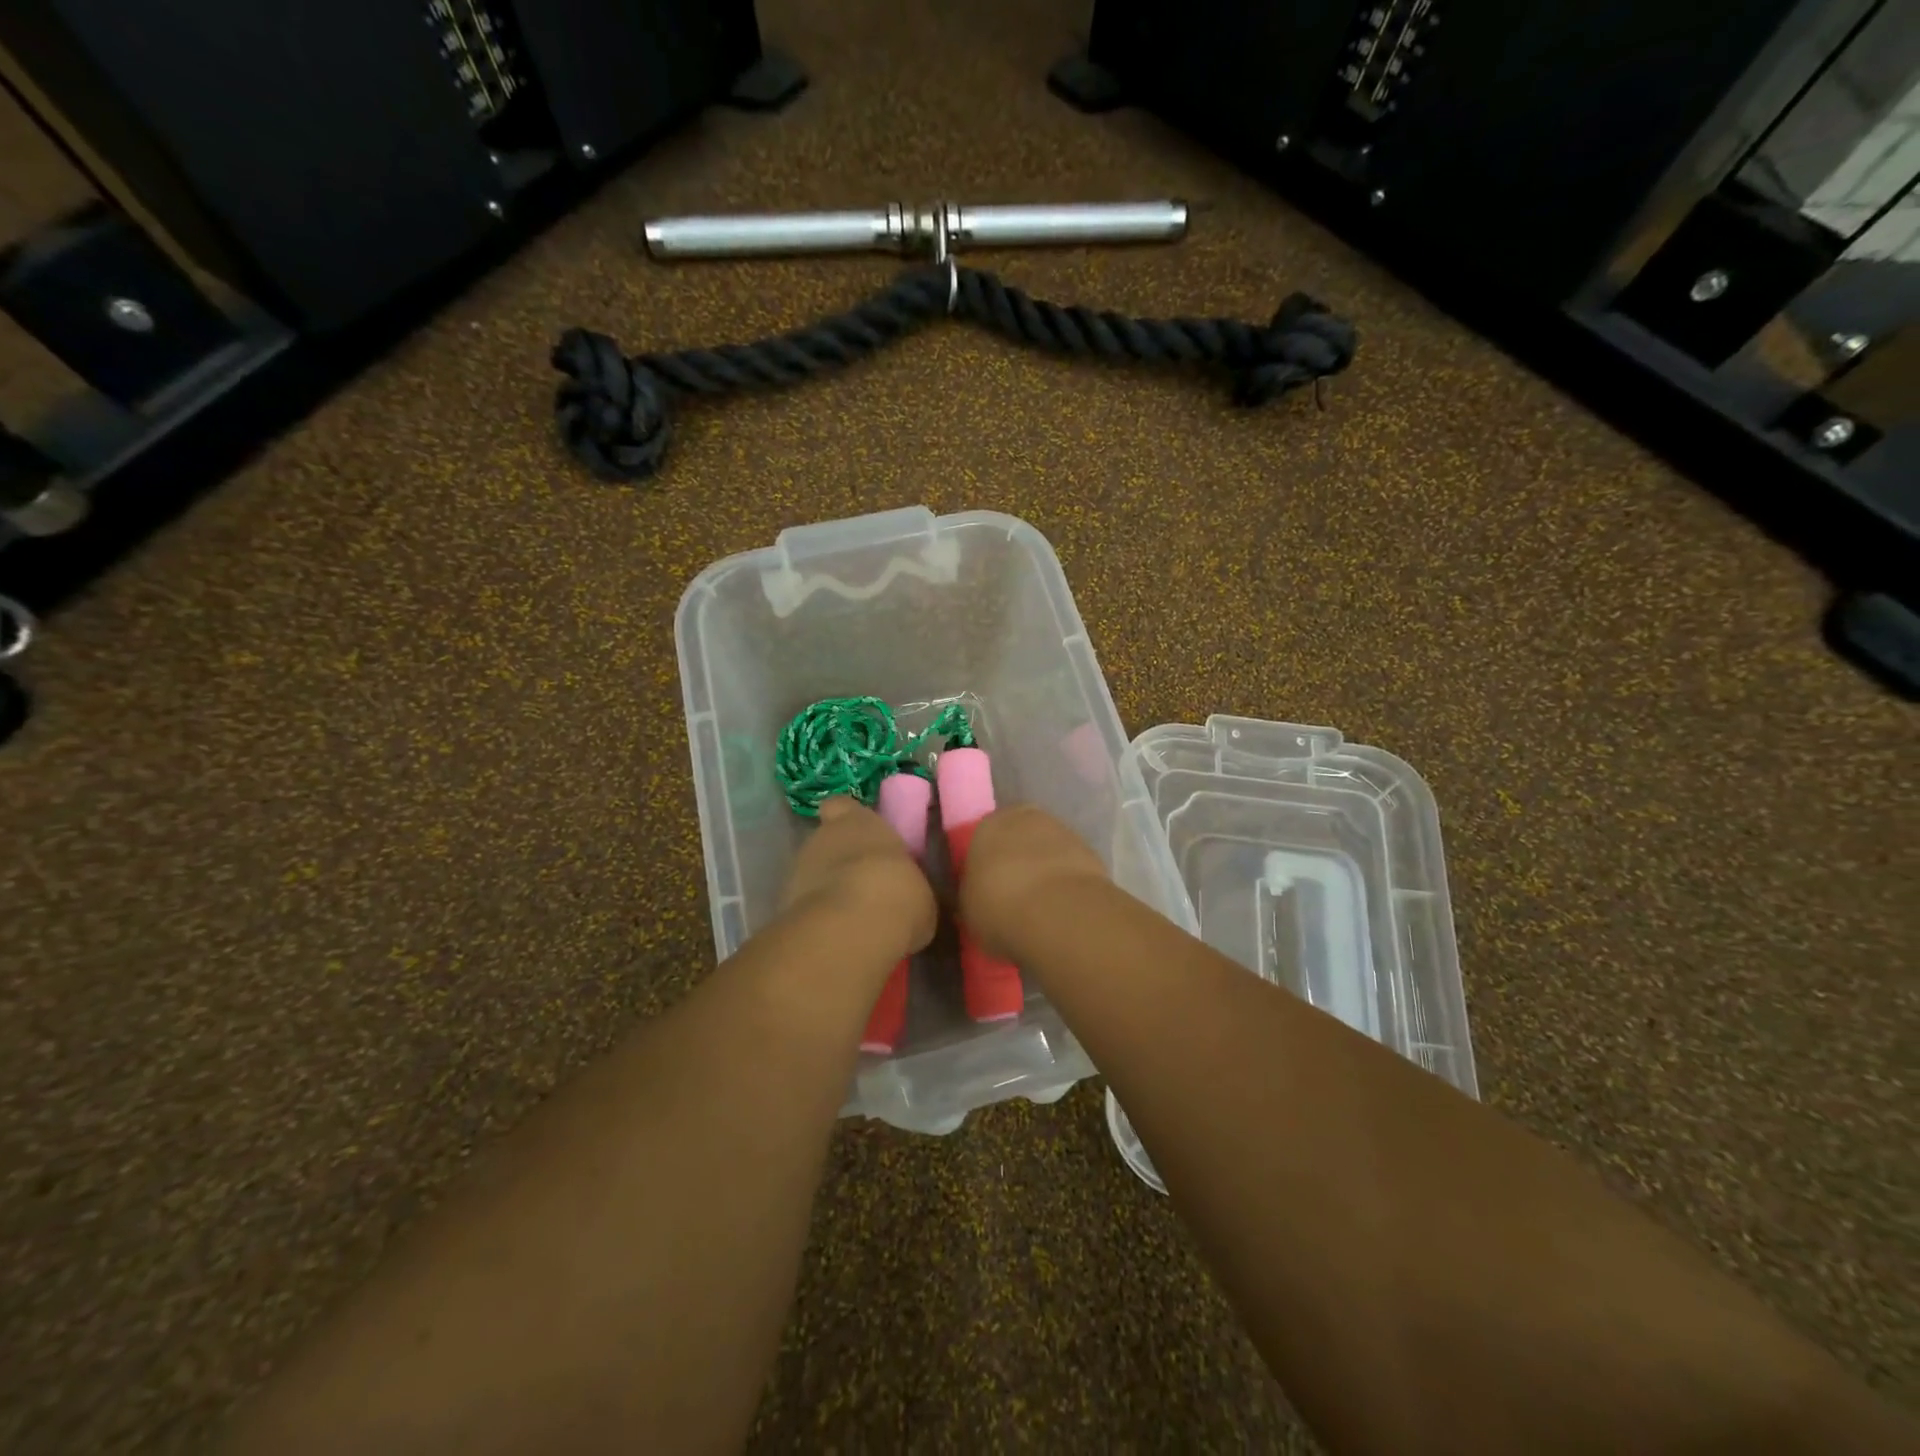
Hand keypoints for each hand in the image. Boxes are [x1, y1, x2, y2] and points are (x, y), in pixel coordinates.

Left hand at [780, 797, 936, 961]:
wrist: (853, 927)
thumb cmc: (897, 893)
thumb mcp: (917, 889)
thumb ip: (903, 884)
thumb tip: (905, 898)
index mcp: (858, 822)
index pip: (841, 806)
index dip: (846, 819)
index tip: (861, 836)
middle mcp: (821, 838)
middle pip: (826, 843)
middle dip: (839, 862)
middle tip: (864, 886)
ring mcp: (795, 872)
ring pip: (810, 875)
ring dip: (825, 892)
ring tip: (850, 919)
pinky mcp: (782, 907)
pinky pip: (803, 908)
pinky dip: (816, 919)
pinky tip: (836, 938)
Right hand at [957, 804, 1108, 959]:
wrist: (1057, 912)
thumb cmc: (998, 906)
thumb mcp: (968, 908)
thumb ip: (972, 894)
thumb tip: (978, 895)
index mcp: (987, 825)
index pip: (982, 839)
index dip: (985, 864)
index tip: (987, 889)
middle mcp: (1024, 817)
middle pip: (1018, 837)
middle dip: (1017, 859)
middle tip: (1014, 895)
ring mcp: (1062, 830)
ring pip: (1047, 849)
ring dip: (1044, 869)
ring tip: (1041, 906)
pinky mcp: (1091, 851)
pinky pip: (1070, 866)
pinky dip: (1066, 881)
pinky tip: (1063, 907)